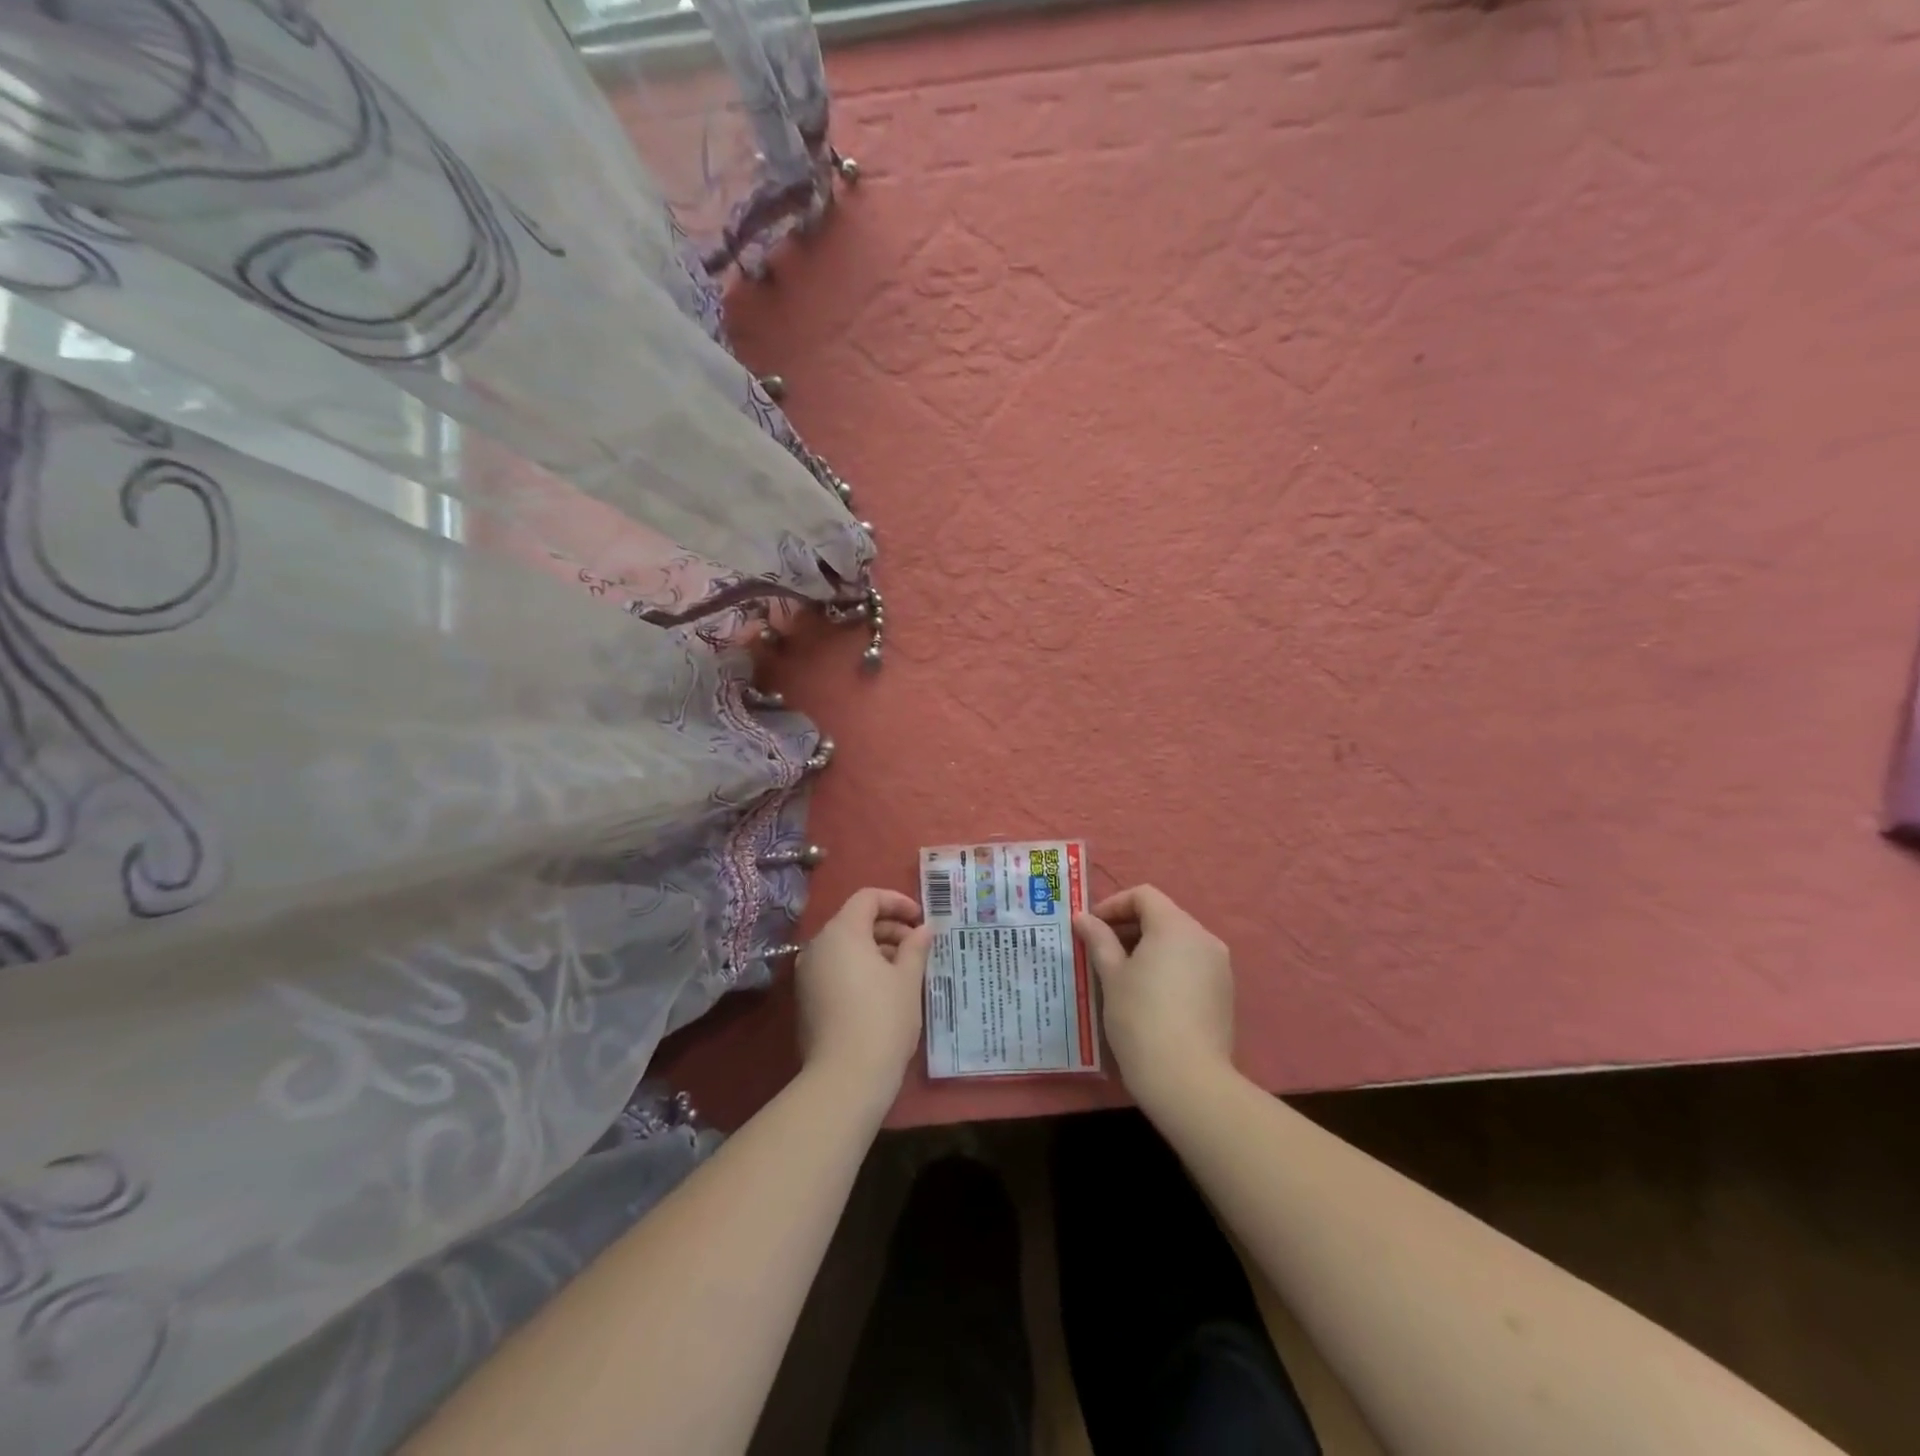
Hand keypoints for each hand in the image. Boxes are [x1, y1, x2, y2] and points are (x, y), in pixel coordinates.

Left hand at [796, 888, 932, 1105]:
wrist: (844, 1078)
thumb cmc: (883, 1019)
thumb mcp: (908, 980)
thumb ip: (915, 947)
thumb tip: (923, 929)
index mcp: (842, 932)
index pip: (867, 898)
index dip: (896, 902)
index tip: (920, 920)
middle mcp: (818, 946)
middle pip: (855, 921)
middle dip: (889, 928)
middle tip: (918, 947)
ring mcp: (808, 973)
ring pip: (845, 947)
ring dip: (876, 949)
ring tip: (906, 970)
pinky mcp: (806, 999)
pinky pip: (835, 969)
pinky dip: (859, 969)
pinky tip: (884, 991)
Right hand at [1074, 885, 1234, 1108]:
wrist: (1187, 1080)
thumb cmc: (1141, 1018)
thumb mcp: (1112, 976)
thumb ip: (1099, 940)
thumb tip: (1083, 918)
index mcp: (1176, 926)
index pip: (1144, 896)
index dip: (1114, 905)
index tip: (1091, 926)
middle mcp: (1204, 938)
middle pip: (1163, 916)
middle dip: (1129, 927)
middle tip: (1099, 950)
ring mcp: (1219, 967)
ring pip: (1178, 942)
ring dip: (1148, 948)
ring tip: (1120, 974)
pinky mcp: (1224, 994)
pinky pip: (1191, 965)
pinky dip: (1167, 967)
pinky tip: (1147, 995)